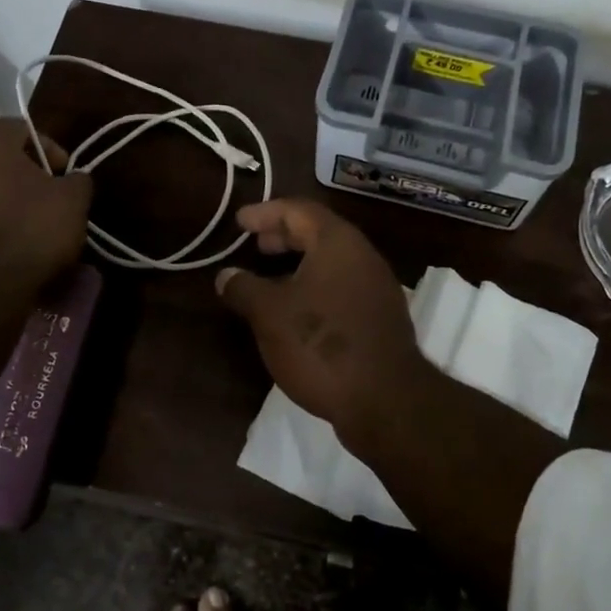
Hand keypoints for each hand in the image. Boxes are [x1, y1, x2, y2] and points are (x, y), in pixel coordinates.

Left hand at [0, 119, 91, 282]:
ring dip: (7, 200)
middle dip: (27, 175)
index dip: (50, 147)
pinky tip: (12, 244)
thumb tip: (73, 179)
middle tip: (52, 197)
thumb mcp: (73, 199)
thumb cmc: (33, 226)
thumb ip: (77, 180)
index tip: (66, 173)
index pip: (21, 128)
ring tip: (33, 225)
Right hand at [214, 199, 431, 446]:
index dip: (266, 212)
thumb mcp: (269, 315)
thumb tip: (226, 275)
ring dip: (300, 262)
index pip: (299, 210)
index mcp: (338, 243)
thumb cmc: (321, 344)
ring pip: (332, 261)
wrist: (385, 400)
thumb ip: (244, 288)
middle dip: (284, 234)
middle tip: (256, 244)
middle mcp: (363, 256)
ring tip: (271, 278)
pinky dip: (315, 286)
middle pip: (319, 232)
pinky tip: (298, 310)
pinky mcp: (381, 317)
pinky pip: (342, 286)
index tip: (239, 222)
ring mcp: (377, 287)